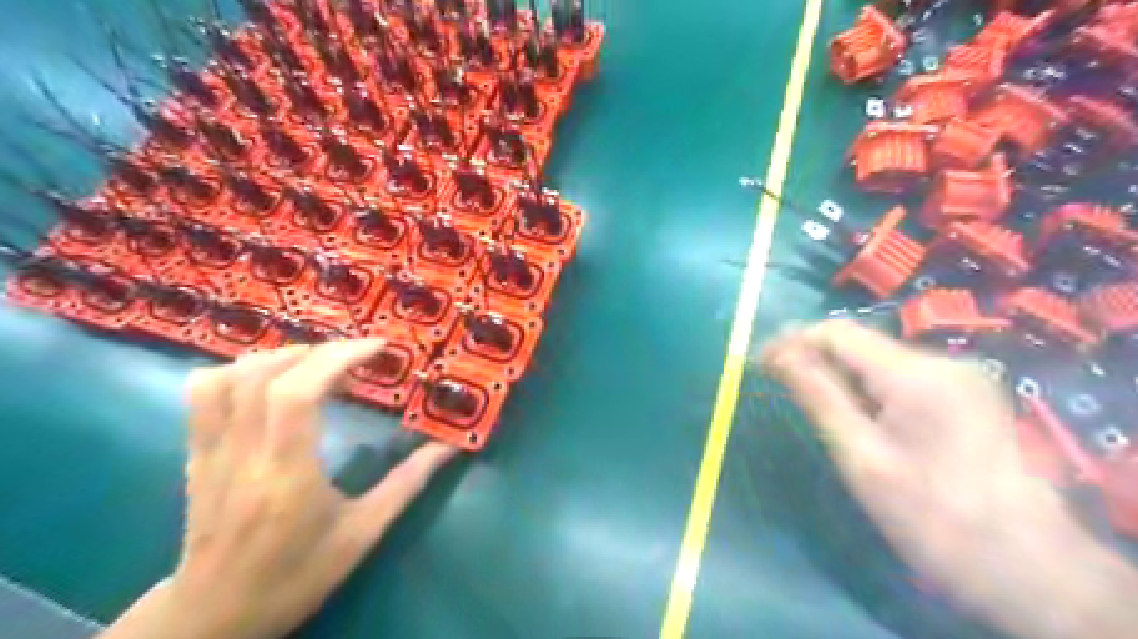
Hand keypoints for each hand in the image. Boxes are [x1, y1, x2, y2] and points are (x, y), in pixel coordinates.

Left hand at [103, 342, 456, 638]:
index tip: (376, 349)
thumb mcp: (363, 534)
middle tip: (356, 355)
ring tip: (317, 361)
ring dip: (277, 356)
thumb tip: (449, 448)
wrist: (216, 616)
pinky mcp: (196, 456)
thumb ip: (407, 484)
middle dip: (318, 352)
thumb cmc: (297, 576)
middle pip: (264, 376)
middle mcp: (242, 456)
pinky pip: (202, 395)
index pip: (298, 395)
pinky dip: (238, 371)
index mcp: (286, 475)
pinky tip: (271, 378)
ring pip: (227, 378)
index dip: (338, 359)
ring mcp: (210, 454)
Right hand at [759, 323, 1136, 637]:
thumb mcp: (861, 458)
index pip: (838, 333)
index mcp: (916, 375)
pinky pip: (900, 379)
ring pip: (878, 360)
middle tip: (778, 386)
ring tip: (811, 404)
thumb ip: (818, 397)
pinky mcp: (966, 396)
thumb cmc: (932, 518)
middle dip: (815, 359)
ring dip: (839, 375)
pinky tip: (855, 418)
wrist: (1029, 568)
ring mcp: (960, 377)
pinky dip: (867, 389)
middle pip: (859, 344)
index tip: (760, 364)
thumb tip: (778, 354)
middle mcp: (942, 362)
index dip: (792, 341)